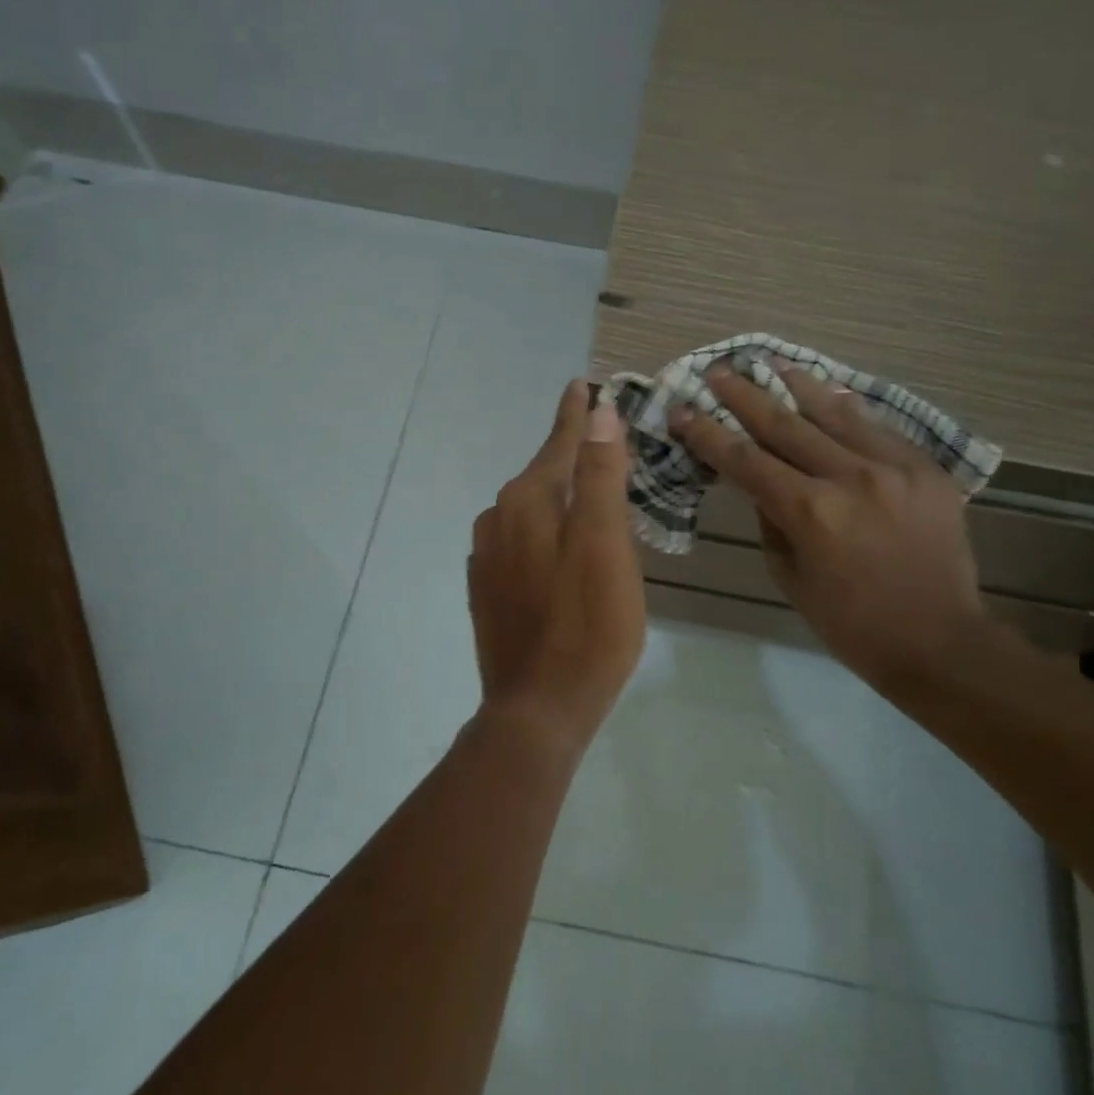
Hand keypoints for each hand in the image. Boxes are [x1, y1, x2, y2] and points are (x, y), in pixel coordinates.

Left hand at [468, 380, 646, 751]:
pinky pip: (520, 541)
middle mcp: (498, 519)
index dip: (577, 415)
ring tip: (589, 494)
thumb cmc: (587, 625)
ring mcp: (487, 556)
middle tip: (603, 442)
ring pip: (531, 509)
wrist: (538, 709)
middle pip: (543, 474)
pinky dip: (544, 530)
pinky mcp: (487, 588)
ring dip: (558, 495)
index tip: (583, 385)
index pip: (559, 443)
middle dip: (571, 455)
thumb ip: (601, 475)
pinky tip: (560, 547)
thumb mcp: (606, 544)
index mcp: (527, 502)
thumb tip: (599, 413)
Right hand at [670, 363, 992, 689]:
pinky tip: (829, 394)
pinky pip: (876, 429)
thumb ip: (771, 521)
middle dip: (744, 396)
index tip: (682, 410)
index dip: (708, 433)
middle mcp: (850, 478)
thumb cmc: (852, 623)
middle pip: (784, 424)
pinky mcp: (925, 469)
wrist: (941, 642)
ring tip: (772, 362)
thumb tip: (761, 483)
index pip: (745, 460)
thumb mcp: (790, 577)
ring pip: (835, 413)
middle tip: (718, 372)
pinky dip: (846, 411)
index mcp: (811, 513)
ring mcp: (894, 468)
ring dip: (798, 385)